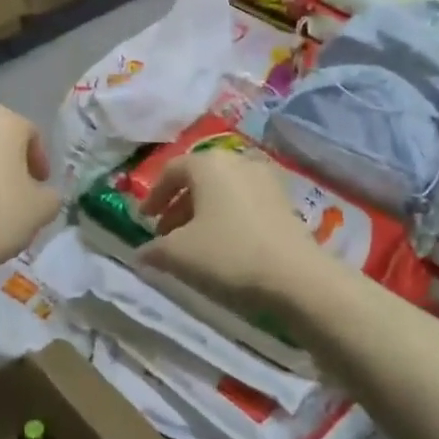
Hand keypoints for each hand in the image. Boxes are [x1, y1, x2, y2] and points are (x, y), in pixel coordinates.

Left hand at [0, 108, 61, 287]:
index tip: (41, 185)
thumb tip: (41, 192)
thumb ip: (50, 193)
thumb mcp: (44, 208)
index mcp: (5, 122)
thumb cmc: (1, 216)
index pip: (31, 134)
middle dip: (11, 159)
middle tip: (19, 189)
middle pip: (0, 137)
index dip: (40, 160)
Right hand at [137, 149, 317, 303]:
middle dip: (178, 206)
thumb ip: (154, 249)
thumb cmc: (229, 255)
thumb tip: (141, 253)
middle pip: (198, 179)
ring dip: (203, 212)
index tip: (143, 220)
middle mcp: (237, 161)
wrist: (296, 277)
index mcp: (208, 163)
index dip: (153, 196)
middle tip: (165, 234)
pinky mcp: (285, 201)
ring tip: (194, 243)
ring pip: (223, 191)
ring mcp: (265, 179)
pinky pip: (245, 202)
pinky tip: (225, 245)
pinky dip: (228, 217)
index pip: (171, 170)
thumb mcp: (179, 254)